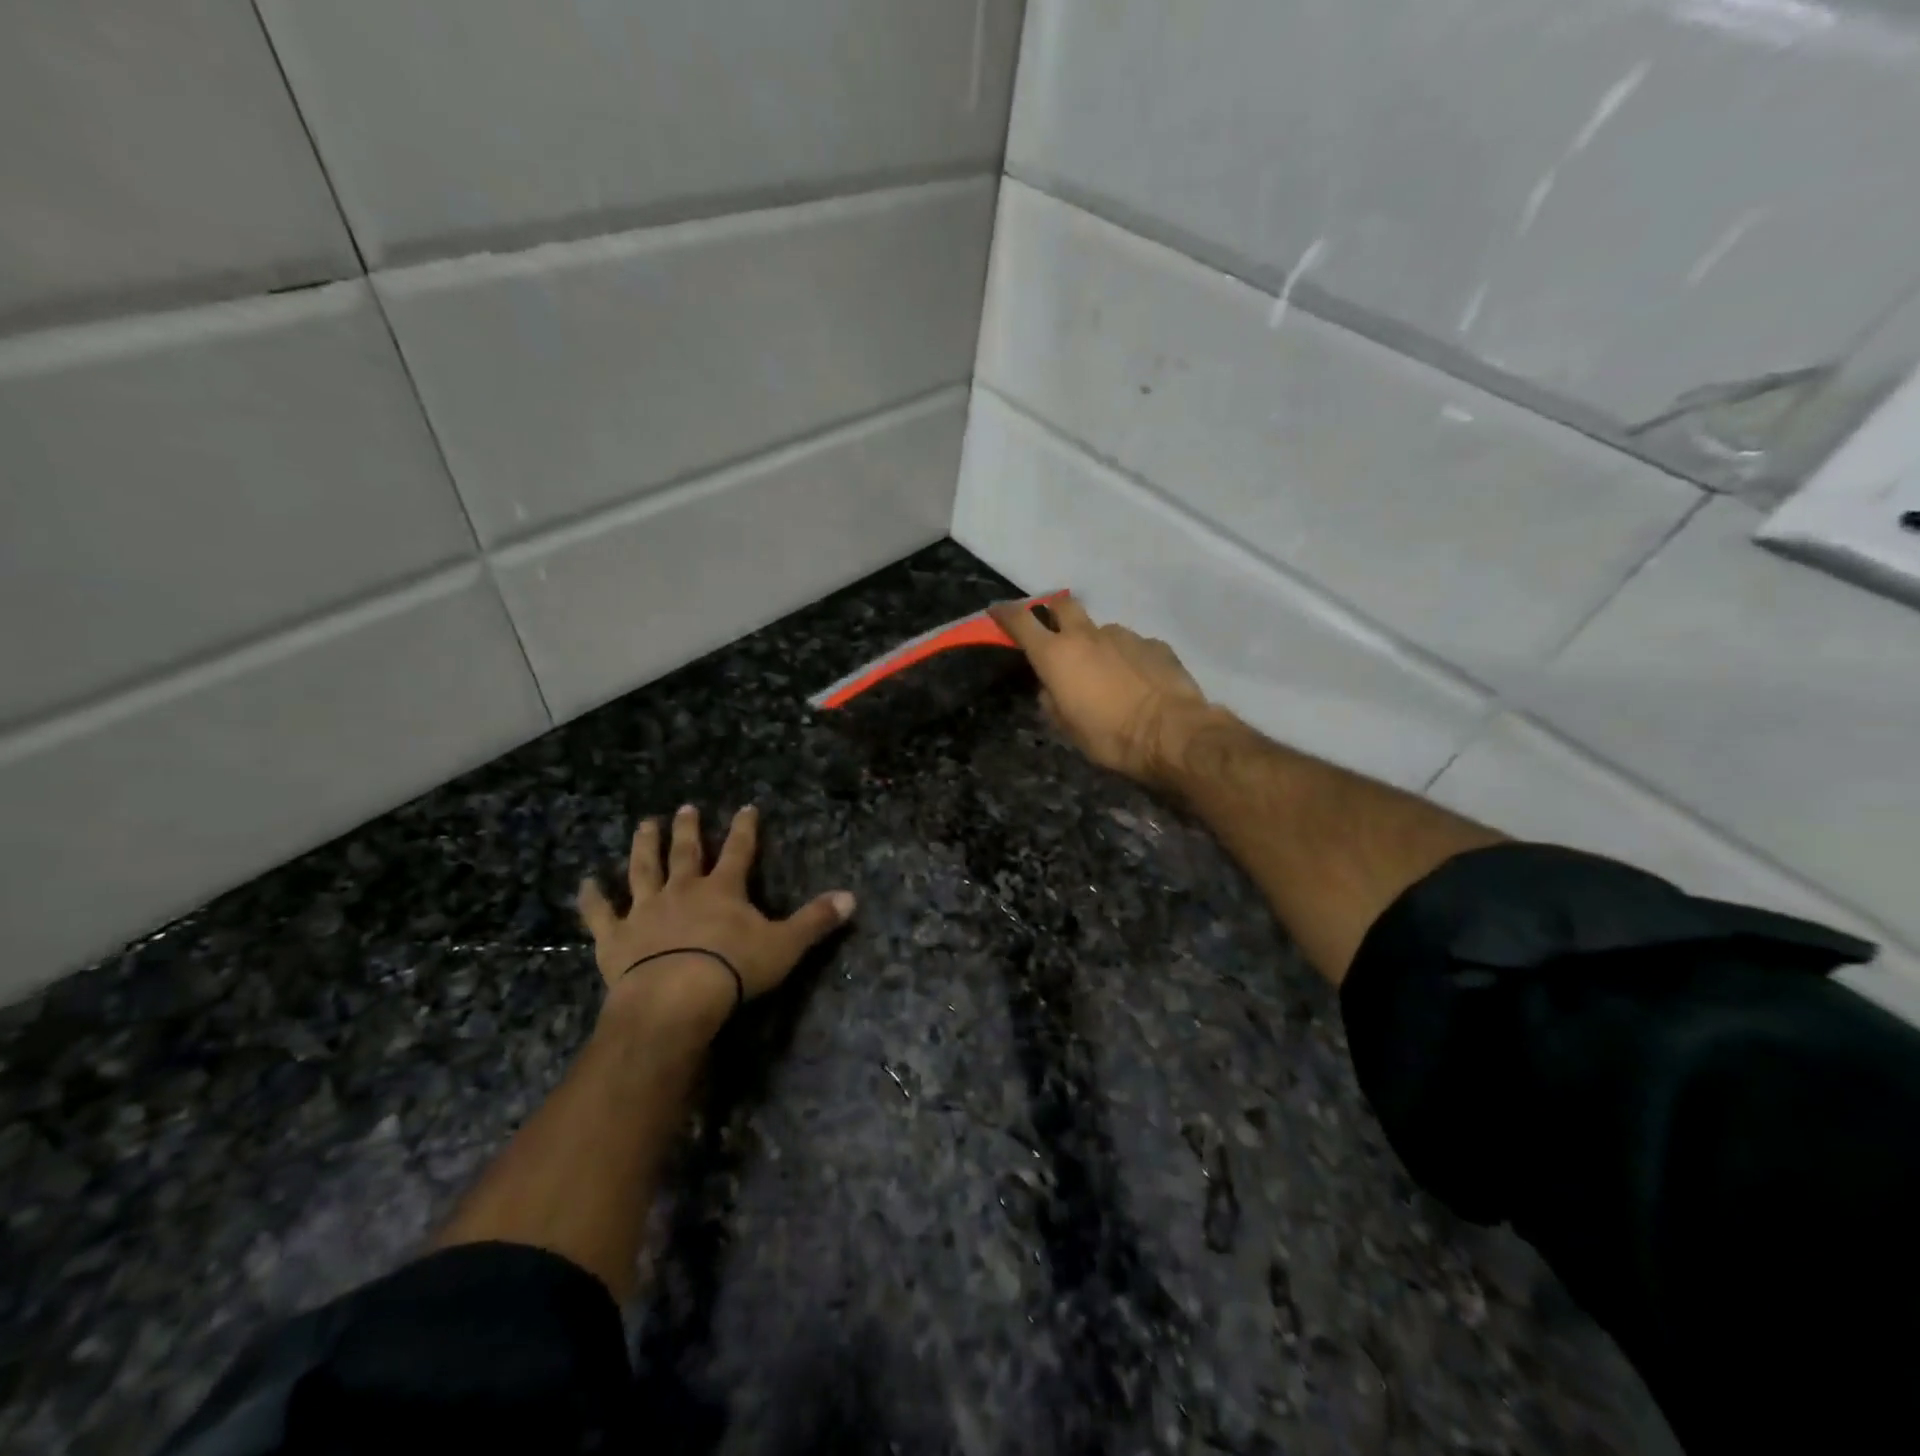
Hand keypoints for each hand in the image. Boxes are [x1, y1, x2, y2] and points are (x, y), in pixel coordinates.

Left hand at [577, 805, 854, 1037]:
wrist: (674, 999)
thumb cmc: (733, 969)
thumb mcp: (785, 945)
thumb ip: (816, 920)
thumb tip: (852, 898)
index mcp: (723, 889)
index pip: (738, 850)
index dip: (744, 828)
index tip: (746, 807)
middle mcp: (683, 890)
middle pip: (686, 852)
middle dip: (688, 829)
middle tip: (685, 808)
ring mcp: (646, 910)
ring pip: (643, 869)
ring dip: (644, 846)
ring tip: (644, 824)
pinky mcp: (616, 937)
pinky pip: (601, 912)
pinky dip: (592, 897)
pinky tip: (585, 882)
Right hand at [989, 593, 1221, 787]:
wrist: (1172, 733)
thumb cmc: (1110, 736)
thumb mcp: (1068, 728)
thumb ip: (1052, 701)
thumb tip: (1051, 688)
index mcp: (1057, 655)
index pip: (1021, 621)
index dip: (1005, 613)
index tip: (996, 611)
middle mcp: (1087, 636)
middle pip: (1062, 605)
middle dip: (1052, 612)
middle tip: (1052, 630)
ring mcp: (1124, 636)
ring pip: (1100, 630)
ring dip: (1096, 645)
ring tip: (1105, 675)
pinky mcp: (1154, 644)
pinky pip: (1131, 646)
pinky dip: (1126, 658)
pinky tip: (1136, 682)